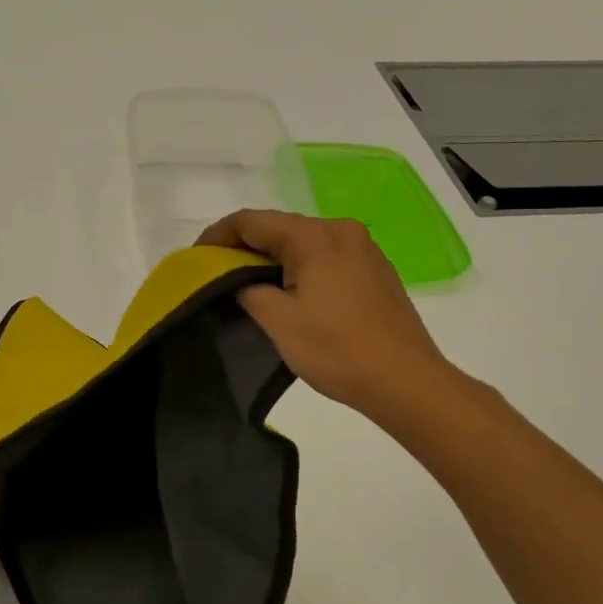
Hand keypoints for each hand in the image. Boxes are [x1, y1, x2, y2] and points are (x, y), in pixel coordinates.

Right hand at [199, 210, 456, 422]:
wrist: (407, 382)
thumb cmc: (338, 350)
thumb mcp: (279, 321)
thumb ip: (248, 290)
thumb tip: (240, 282)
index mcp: (315, 236)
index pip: (252, 221)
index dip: (217, 236)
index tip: (195, 258)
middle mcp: (341, 230)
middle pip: (279, 228)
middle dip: (244, 248)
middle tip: (216, 275)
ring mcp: (363, 249)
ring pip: (303, 243)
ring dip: (272, 259)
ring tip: (247, 287)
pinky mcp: (375, 271)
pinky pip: (325, 257)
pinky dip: (299, 268)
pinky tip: (289, 294)